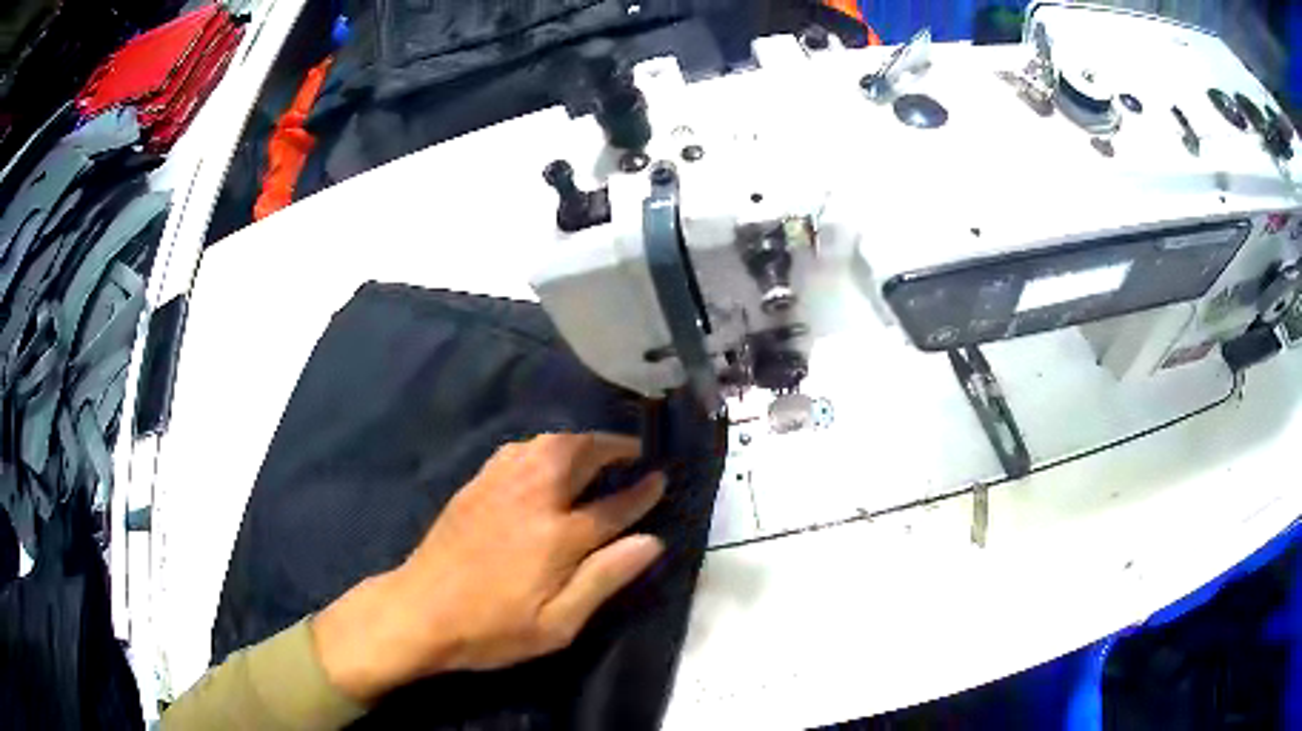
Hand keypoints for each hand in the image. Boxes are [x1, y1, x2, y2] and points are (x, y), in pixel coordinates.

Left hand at [312, 433, 665, 702]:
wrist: (419, 612)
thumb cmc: (492, 629)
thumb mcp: (557, 624)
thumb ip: (604, 579)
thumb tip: (652, 542)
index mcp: (558, 536)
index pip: (613, 506)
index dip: (642, 492)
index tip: (661, 478)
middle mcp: (532, 498)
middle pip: (579, 454)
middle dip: (611, 447)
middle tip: (632, 452)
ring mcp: (499, 486)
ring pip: (547, 443)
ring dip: (578, 440)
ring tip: (595, 450)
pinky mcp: (475, 486)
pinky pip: (516, 449)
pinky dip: (541, 445)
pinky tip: (543, 457)